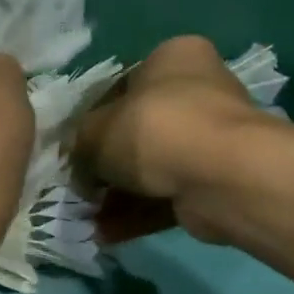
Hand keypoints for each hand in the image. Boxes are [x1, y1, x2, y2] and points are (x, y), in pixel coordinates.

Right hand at [74, 34, 284, 242]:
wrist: (219, 174)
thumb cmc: (153, 130)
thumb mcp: (94, 131)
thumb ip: (79, 144)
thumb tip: (80, 167)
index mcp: (172, 58)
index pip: (121, 88)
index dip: (91, 122)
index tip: (74, 152)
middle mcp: (197, 91)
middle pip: (137, 132)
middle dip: (106, 166)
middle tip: (80, 190)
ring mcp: (210, 139)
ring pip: (151, 169)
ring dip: (117, 196)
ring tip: (87, 219)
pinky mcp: (214, 180)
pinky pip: (166, 196)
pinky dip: (137, 215)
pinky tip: (106, 234)